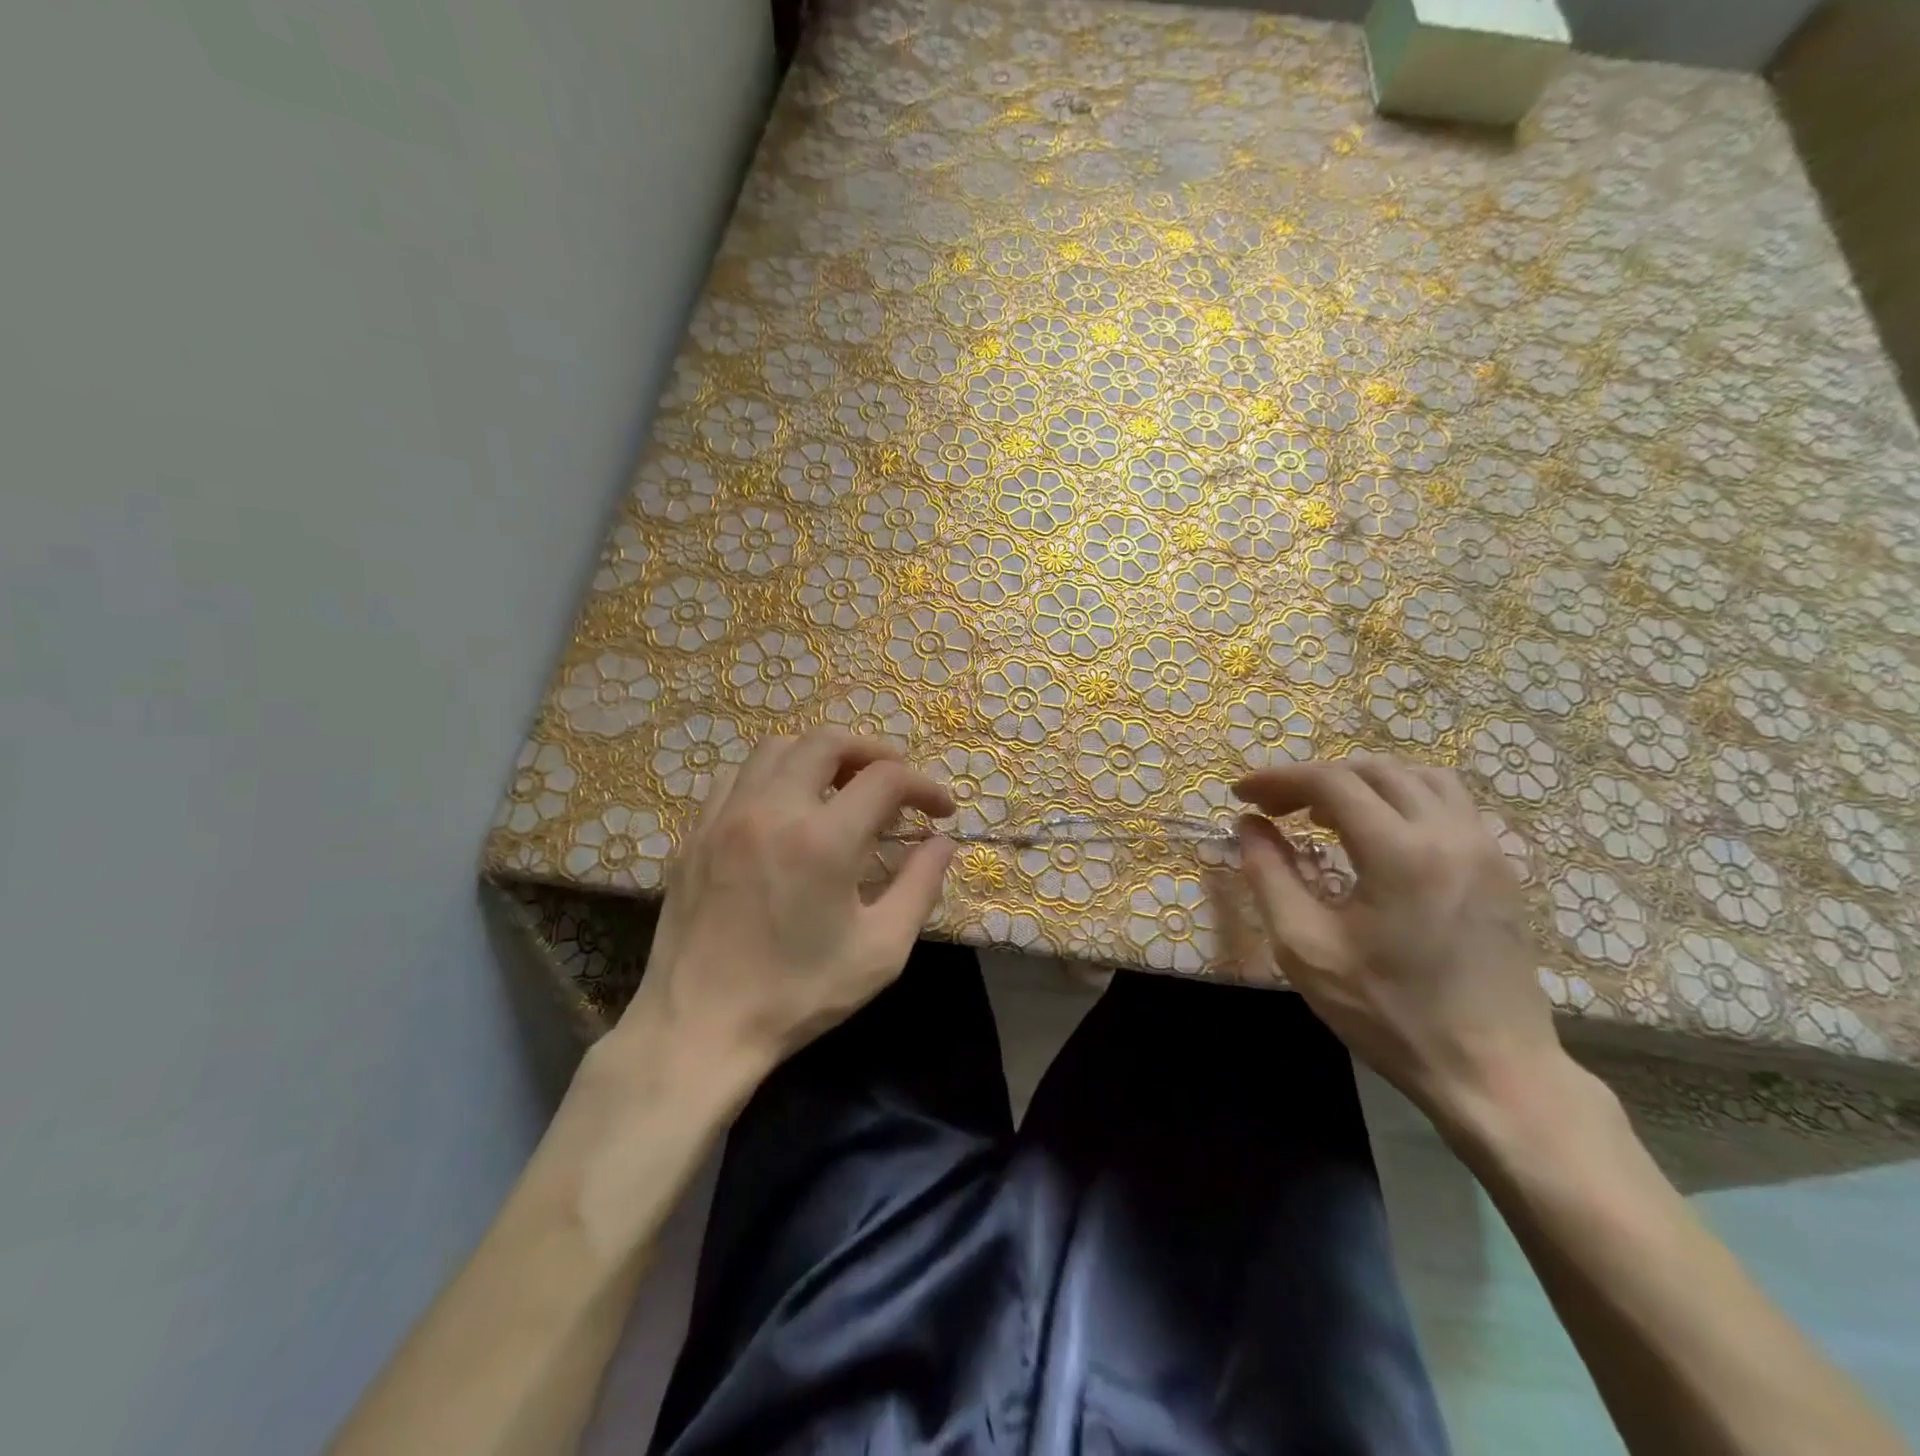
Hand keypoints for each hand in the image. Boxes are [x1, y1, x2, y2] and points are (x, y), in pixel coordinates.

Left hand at [610, 729, 955, 1078]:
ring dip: (818, 756)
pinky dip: (771, 774)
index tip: (940, 811)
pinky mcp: (696, 833)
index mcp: (822, 841)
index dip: (923, 786)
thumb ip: (920, 887)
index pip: (886, 779)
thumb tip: (942, 843)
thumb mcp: (880, 950)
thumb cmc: (798, 995)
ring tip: (840, 787)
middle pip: (827, 741)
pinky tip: (784, 806)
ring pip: (776, 748)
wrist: (699, 1028)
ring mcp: (726, 817)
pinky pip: (736, 776)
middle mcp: (772, 811)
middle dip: (872, 751)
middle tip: (893, 783)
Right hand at [1233, 753, 1560, 1129]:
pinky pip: (1449, 803)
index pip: (1330, 782)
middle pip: (1373, 770)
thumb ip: (1269, 875)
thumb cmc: (1388, 1013)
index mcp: (1399, 852)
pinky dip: (1403, 799)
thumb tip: (1249, 825)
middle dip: (1314, 778)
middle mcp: (1449, 834)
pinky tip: (1379, 835)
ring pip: (1418, 777)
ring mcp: (1484, 848)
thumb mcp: (1305, 948)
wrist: (1493, 1072)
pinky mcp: (1501, 868)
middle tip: (1276, 807)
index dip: (1277, 779)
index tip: (1241, 793)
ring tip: (1326, 814)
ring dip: (1363, 782)